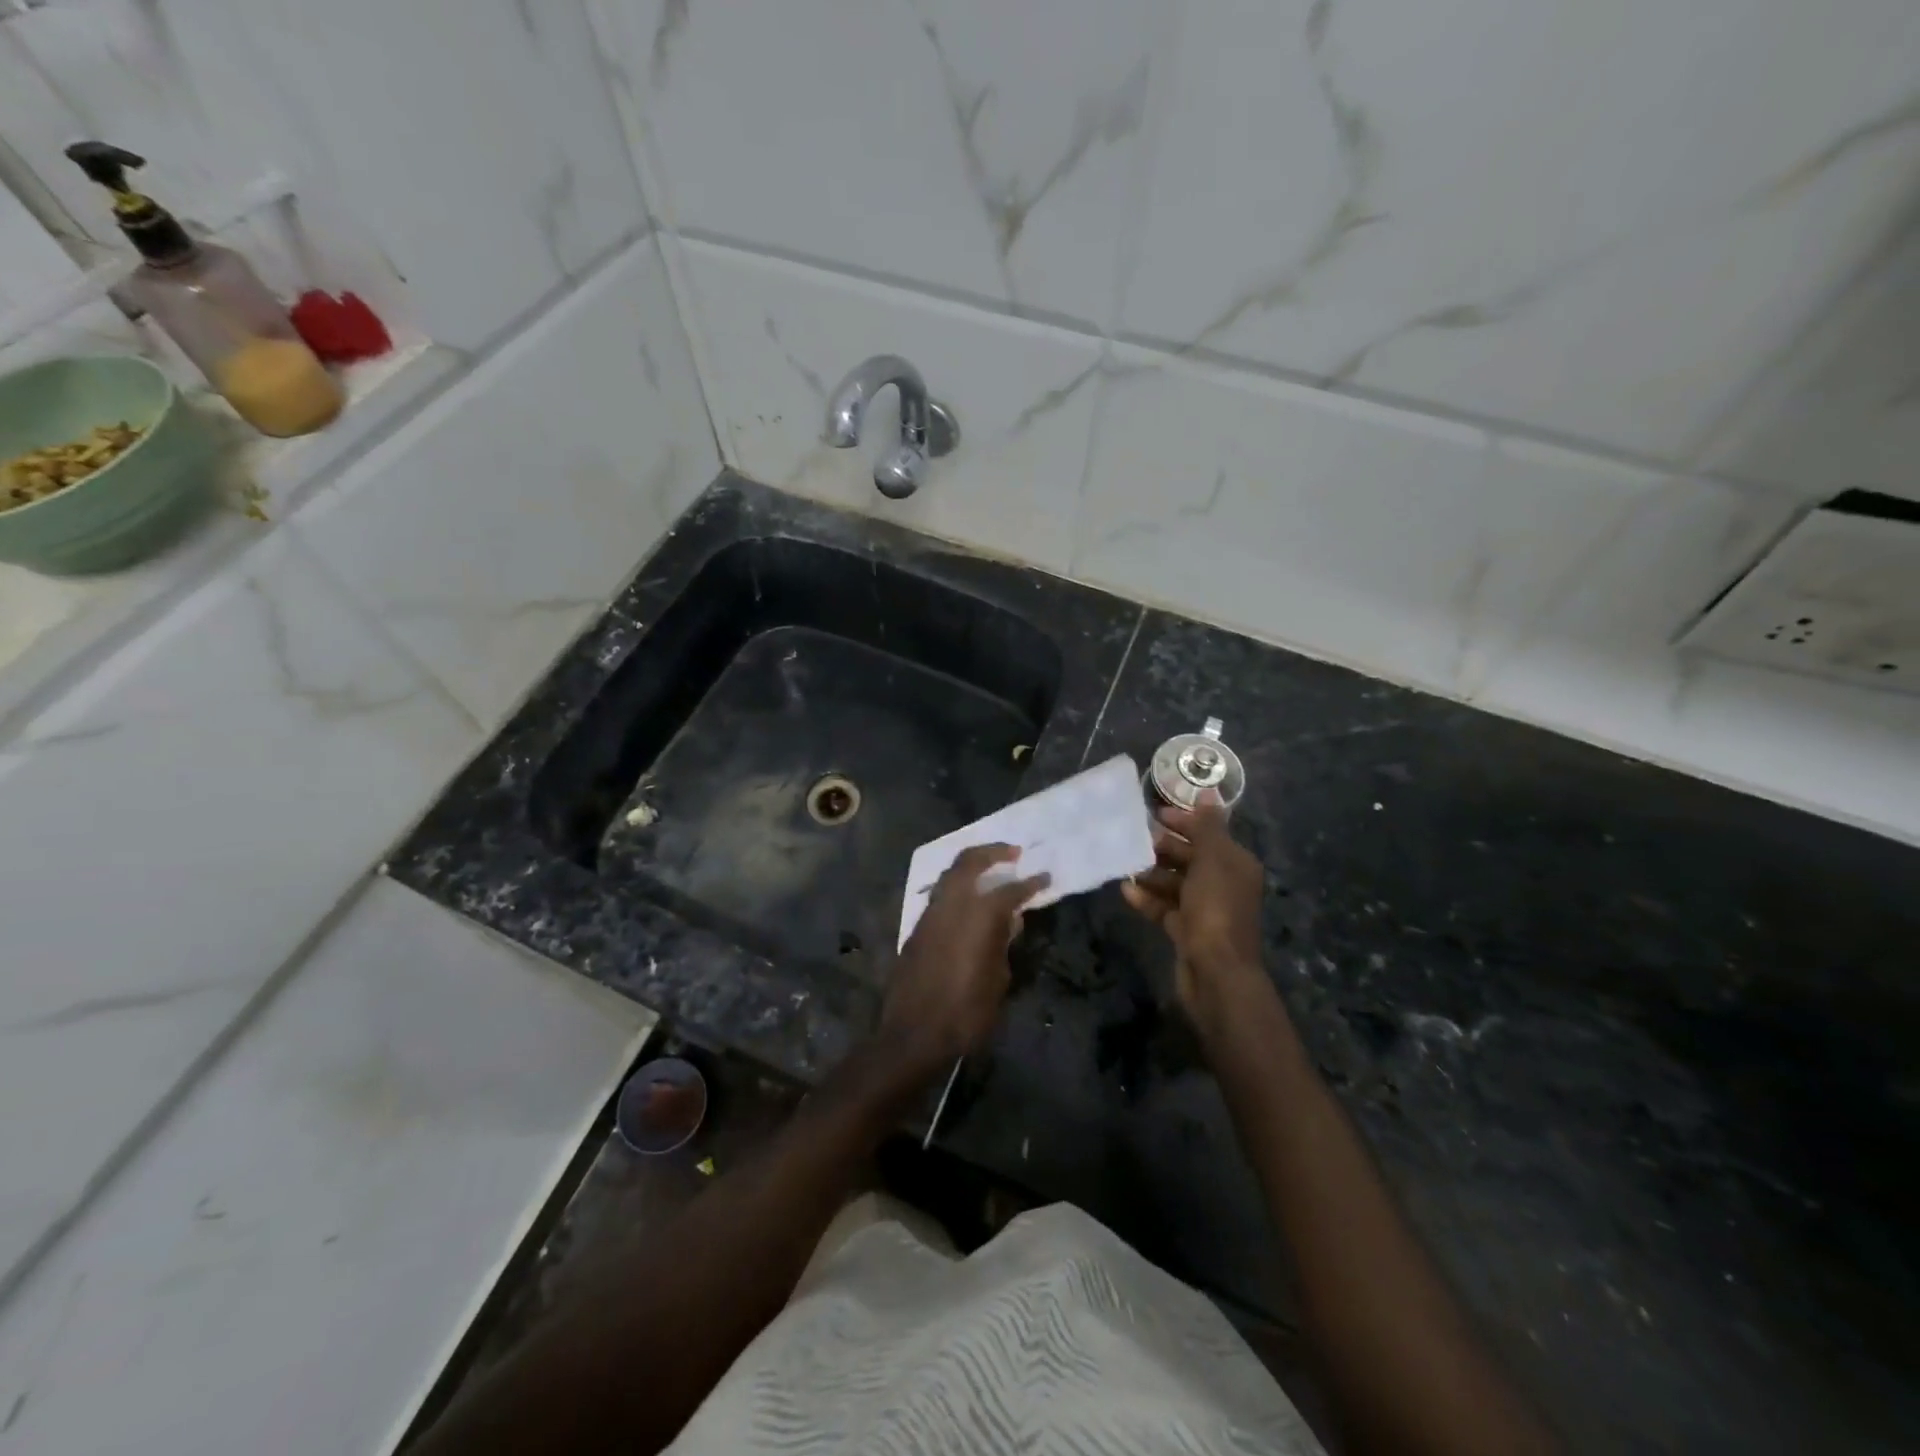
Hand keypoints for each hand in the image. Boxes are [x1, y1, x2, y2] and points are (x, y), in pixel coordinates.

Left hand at [883, 844, 1048, 1077]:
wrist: (912, 1035)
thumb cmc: (965, 1014)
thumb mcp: (997, 982)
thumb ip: (1003, 945)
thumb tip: (1009, 922)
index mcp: (977, 917)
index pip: (1009, 891)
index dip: (1030, 883)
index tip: (1045, 876)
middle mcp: (950, 905)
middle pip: (969, 862)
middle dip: (992, 852)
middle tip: (1013, 853)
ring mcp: (929, 914)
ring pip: (949, 875)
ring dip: (971, 867)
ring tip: (991, 872)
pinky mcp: (916, 928)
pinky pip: (940, 895)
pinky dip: (957, 888)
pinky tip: (969, 902)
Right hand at [1121, 803, 1268, 1028]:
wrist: (1216, 973)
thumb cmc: (1215, 908)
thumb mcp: (1213, 859)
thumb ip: (1208, 826)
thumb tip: (1208, 792)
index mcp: (1235, 863)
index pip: (1209, 833)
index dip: (1184, 821)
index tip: (1154, 813)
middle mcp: (1223, 884)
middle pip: (1190, 857)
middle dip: (1164, 847)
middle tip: (1134, 840)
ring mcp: (1205, 910)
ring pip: (1175, 883)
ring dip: (1152, 874)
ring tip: (1126, 866)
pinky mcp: (1187, 931)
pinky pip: (1165, 908)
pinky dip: (1148, 899)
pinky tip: (1126, 891)